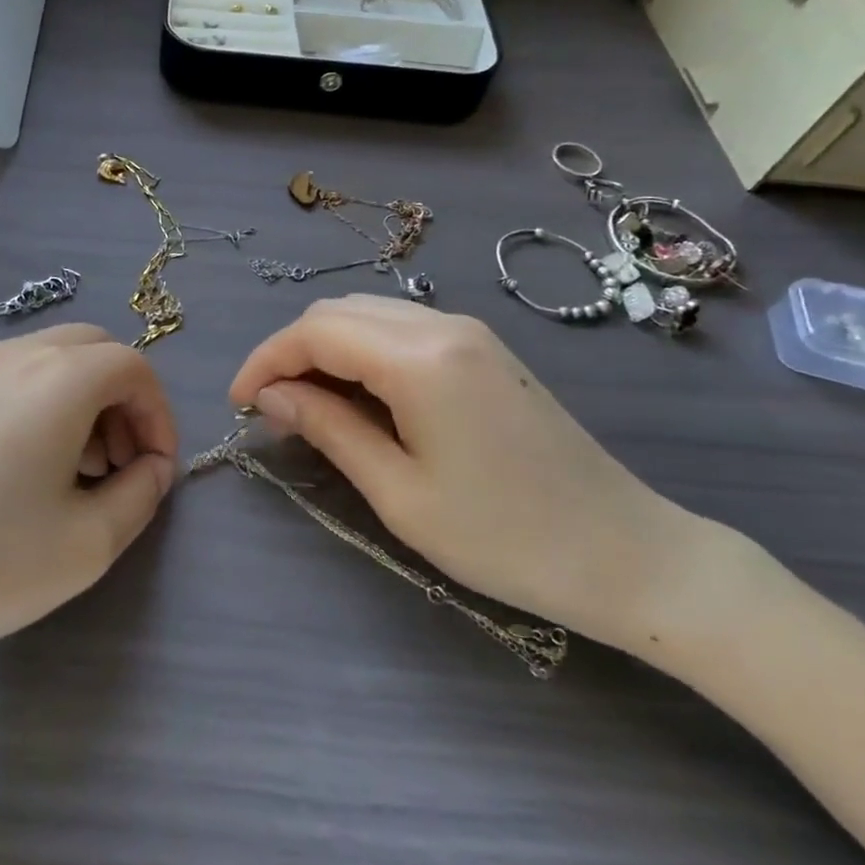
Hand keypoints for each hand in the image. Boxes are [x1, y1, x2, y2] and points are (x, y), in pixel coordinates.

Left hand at [0, 325, 177, 683]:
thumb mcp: (88, 544)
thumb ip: (141, 495)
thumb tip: (151, 468)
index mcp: (58, 378)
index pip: (133, 367)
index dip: (158, 415)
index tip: (155, 470)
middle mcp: (12, 354)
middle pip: (92, 349)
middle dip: (121, 401)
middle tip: (116, 466)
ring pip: (47, 359)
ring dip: (79, 400)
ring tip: (70, 473)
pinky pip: (6, 377)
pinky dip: (36, 403)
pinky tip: (17, 469)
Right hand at [229, 295, 733, 652]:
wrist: (626, 553)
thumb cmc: (504, 538)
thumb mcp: (399, 492)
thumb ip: (328, 429)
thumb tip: (271, 396)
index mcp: (420, 359)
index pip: (315, 333)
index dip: (265, 360)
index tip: (238, 402)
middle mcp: (443, 326)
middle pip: (338, 311)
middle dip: (290, 350)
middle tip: (269, 407)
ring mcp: (470, 332)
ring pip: (369, 314)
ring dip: (325, 348)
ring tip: (306, 405)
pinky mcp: (485, 350)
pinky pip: (402, 329)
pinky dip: (362, 351)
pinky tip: (358, 396)